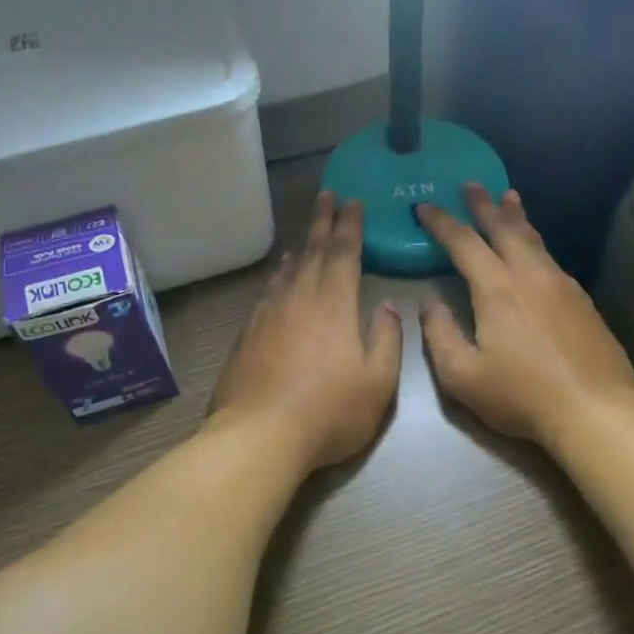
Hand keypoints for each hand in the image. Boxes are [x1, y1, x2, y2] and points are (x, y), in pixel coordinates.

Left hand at [210, 191, 402, 473]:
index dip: (350, 225)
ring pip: (287, 271)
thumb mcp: (377, 383)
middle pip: (312, 252)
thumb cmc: (328, 412)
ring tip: (306, 236)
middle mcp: (298, 300)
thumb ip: (386, 339)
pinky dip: (279, 277)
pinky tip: (279, 280)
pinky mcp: (247, 335)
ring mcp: (268, 316)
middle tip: (327, 195)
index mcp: (333, 305)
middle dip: (322, 222)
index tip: (353, 201)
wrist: (258, 437)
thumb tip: (385, 306)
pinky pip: (268, 293)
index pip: (343, 253)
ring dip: (300, 248)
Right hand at [417, 185, 633, 449]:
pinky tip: (535, 250)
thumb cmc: (521, 395)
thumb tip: (430, 303)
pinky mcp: (582, 300)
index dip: (441, 221)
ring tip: (508, 198)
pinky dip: (535, 242)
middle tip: (470, 184)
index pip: (462, 242)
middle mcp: (530, 274)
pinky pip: (551, 258)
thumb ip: (439, 334)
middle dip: (483, 204)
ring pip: (533, 239)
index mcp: (496, 287)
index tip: (424, 206)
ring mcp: (561, 284)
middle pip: (503, 227)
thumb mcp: (462, 376)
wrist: (595, 410)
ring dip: (515, 216)